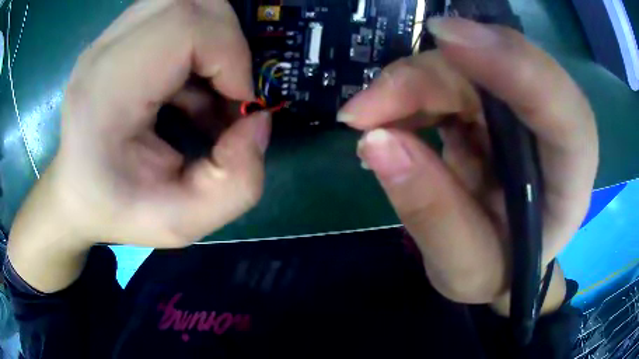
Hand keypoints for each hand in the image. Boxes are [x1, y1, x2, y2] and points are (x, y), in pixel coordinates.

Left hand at [9, 0, 267, 291]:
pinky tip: (188, 84)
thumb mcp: (183, 223)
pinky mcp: (116, 37)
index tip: (239, 101)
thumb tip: (259, 121)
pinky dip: (197, 41)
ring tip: (208, 88)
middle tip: (227, 91)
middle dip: (228, 41)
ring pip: (185, 1)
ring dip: (213, 38)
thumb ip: (238, 183)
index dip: (230, 53)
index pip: (183, 24)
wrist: (76, 194)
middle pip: (190, 2)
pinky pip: (173, 14)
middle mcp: (103, 51)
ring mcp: (107, 38)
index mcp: (106, 92)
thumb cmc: (118, 211)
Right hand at [340, 18, 597, 307]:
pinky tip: (389, 118)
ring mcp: (523, 104)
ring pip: (466, 64)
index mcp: (571, 176)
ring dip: (410, 84)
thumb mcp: (466, 269)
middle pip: (498, 70)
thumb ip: (432, 214)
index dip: (513, 64)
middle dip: (427, 79)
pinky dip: (411, 91)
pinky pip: (450, 74)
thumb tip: (375, 141)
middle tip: (364, 111)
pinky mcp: (495, 98)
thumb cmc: (499, 269)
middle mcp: (554, 126)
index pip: (561, 106)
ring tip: (367, 120)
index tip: (446, 39)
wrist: (506, 257)